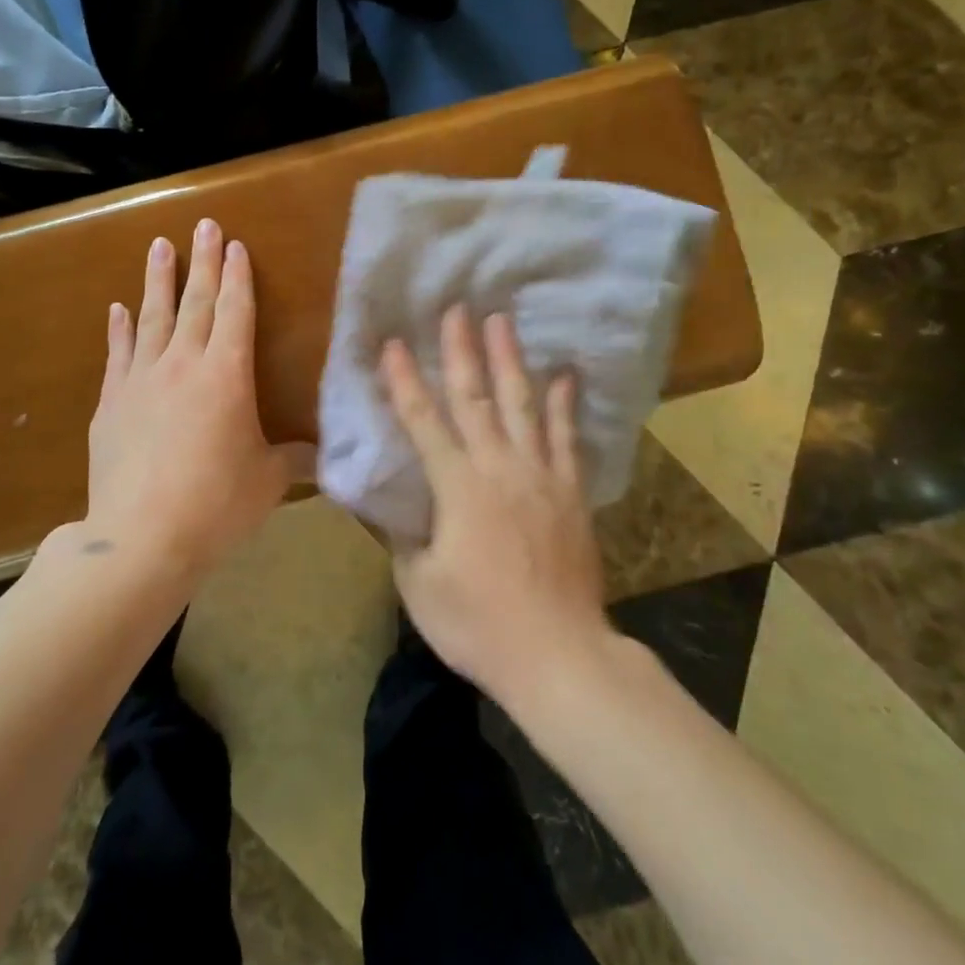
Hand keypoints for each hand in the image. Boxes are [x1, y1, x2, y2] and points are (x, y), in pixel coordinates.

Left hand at [80, 219, 314, 575]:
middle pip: (194, 302)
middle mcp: (182, 365)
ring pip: (152, 318)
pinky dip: (119, 329)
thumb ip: (293, 459)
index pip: (235, 312)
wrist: (141, 537)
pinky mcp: (111, 404)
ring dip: (157, 280)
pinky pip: (118, 354)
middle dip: (202, 261)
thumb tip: (321, 456)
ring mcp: (141, 381)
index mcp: (227, 375)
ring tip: (158, 246)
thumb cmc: (216, 505)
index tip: (235, 244)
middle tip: (202, 225)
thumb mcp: (268, 482)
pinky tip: (118, 309)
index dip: (237, 277)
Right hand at [380, 306, 610, 698]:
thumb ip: (402, 539)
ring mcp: (541, 477)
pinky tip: (565, 376)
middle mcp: (499, 468)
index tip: (393, 344)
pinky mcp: (571, 494)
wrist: (558, 655)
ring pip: (523, 406)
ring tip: (504, 322)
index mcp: (457, 488)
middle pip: (476, 399)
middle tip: (457, 309)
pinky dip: (565, 406)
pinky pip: (567, 440)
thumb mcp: (419, 585)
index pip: (423, 422)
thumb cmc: (478, 624)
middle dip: (462, 351)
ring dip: (511, 361)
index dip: (404, 381)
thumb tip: (393, 509)